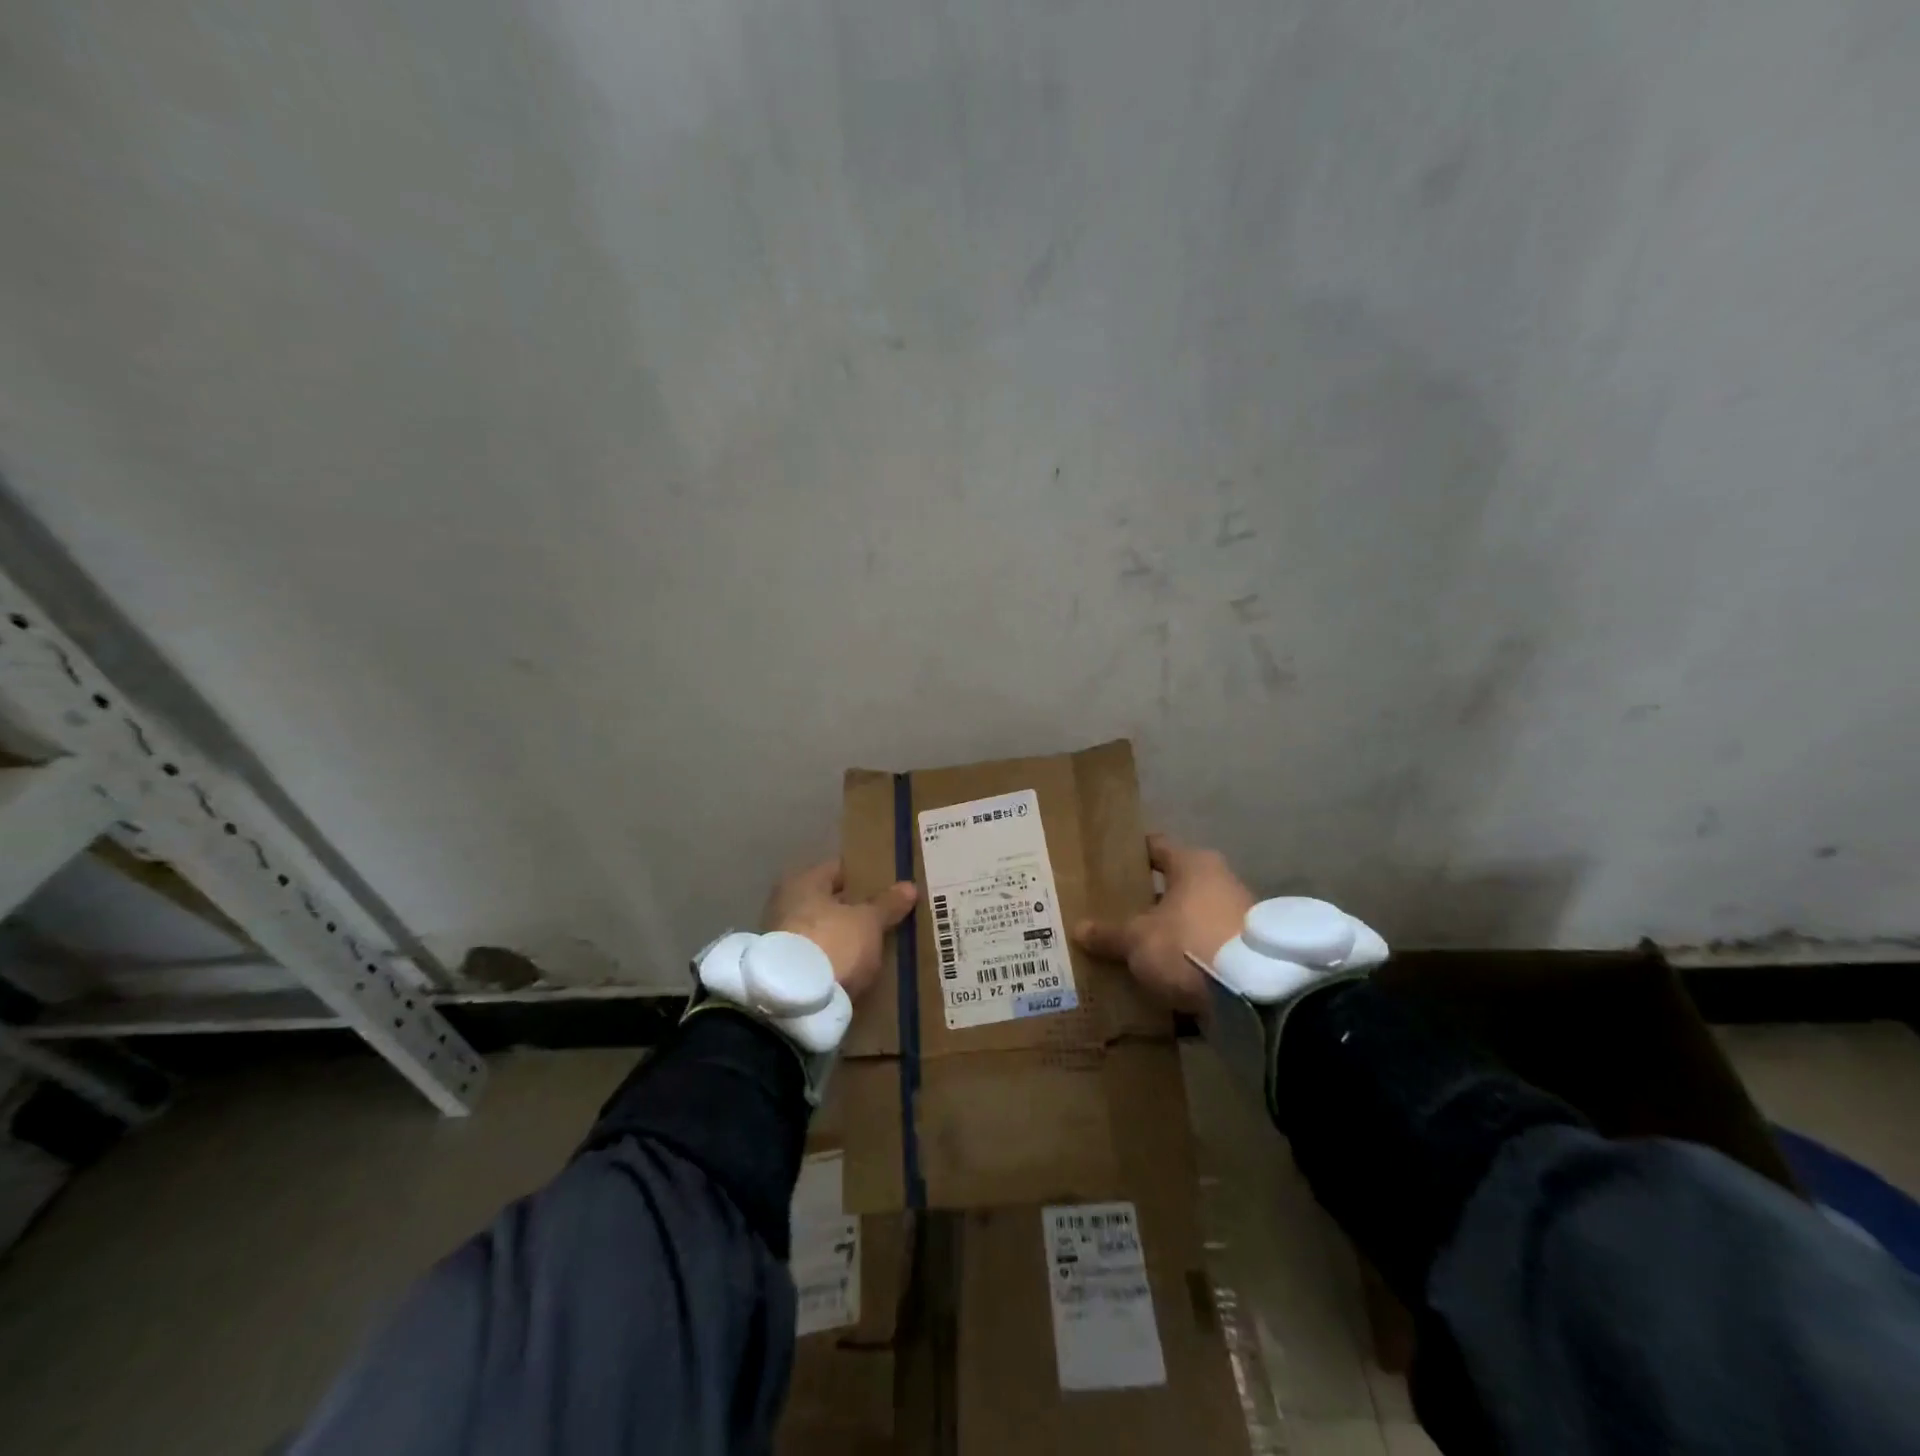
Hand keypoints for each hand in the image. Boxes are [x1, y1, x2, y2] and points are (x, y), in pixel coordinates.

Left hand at [761, 858, 917, 1002]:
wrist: (793, 1003)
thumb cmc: (832, 943)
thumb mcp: (868, 922)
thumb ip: (887, 904)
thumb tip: (908, 886)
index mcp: (803, 882)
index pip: (839, 870)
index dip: (865, 875)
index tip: (889, 884)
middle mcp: (785, 905)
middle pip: (830, 902)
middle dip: (856, 910)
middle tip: (888, 915)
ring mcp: (782, 940)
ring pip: (824, 932)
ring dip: (845, 938)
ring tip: (878, 945)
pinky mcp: (785, 972)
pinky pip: (819, 957)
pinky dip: (835, 960)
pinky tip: (858, 968)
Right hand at [1073, 834, 1253, 1012]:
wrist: (1254, 994)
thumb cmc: (1188, 943)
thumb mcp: (1138, 940)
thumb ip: (1109, 934)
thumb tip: (1079, 929)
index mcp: (1193, 864)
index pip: (1155, 847)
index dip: (1130, 855)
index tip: (1106, 864)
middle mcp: (1219, 882)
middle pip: (1173, 886)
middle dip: (1145, 901)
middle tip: (1112, 912)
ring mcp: (1237, 918)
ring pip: (1189, 919)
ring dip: (1167, 933)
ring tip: (1133, 948)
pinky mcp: (1246, 954)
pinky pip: (1204, 950)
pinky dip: (1185, 960)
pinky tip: (1161, 975)